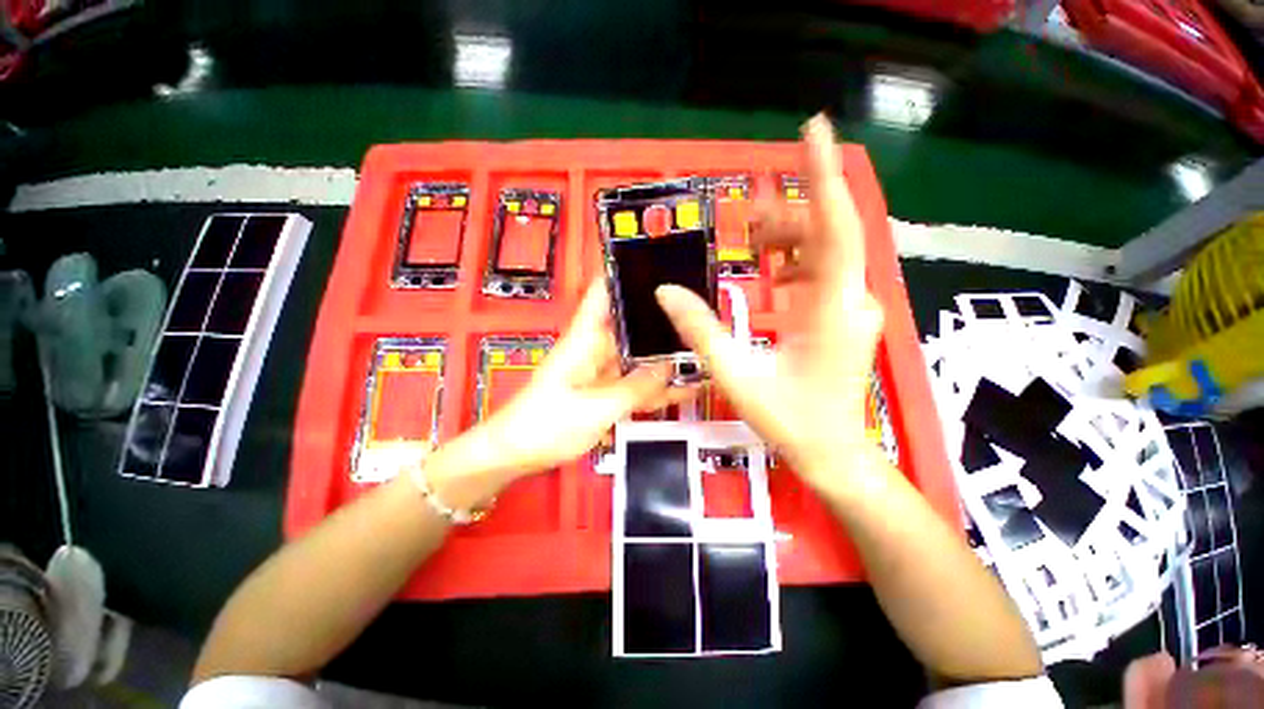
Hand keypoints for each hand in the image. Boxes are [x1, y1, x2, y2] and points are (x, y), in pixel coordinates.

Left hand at [456, 280, 691, 481]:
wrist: (516, 454)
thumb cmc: (545, 425)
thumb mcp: (596, 407)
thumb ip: (635, 387)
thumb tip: (670, 366)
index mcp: (585, 338)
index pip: (604, 292)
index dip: (627, 274)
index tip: (662, 267)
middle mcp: (596, 348)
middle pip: (631, 324)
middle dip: (661, 319)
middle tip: (702, 315)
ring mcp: (603, 371)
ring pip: (638, 357)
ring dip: (665, 356)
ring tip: (704, 350)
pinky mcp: (607, 392)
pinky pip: (636, 384)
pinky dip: (658, 386)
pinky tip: (686, 387)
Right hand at [656, 114, 883, 489]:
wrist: (833, 454)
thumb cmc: (789, 420)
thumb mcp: (736, 374)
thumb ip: (700, 330)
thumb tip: (665, 291)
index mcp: (829, 308)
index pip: (834, 225)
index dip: (822, 175)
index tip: (813, 129)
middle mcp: (850, 298)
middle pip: (825, 233)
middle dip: (784, 218)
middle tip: (743, 222)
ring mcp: (851, 307)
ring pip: (824, 253)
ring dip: (786, 242)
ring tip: (748, 243)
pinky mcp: (843, 317)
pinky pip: (821, 274)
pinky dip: (793, 264)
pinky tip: (769, 275)